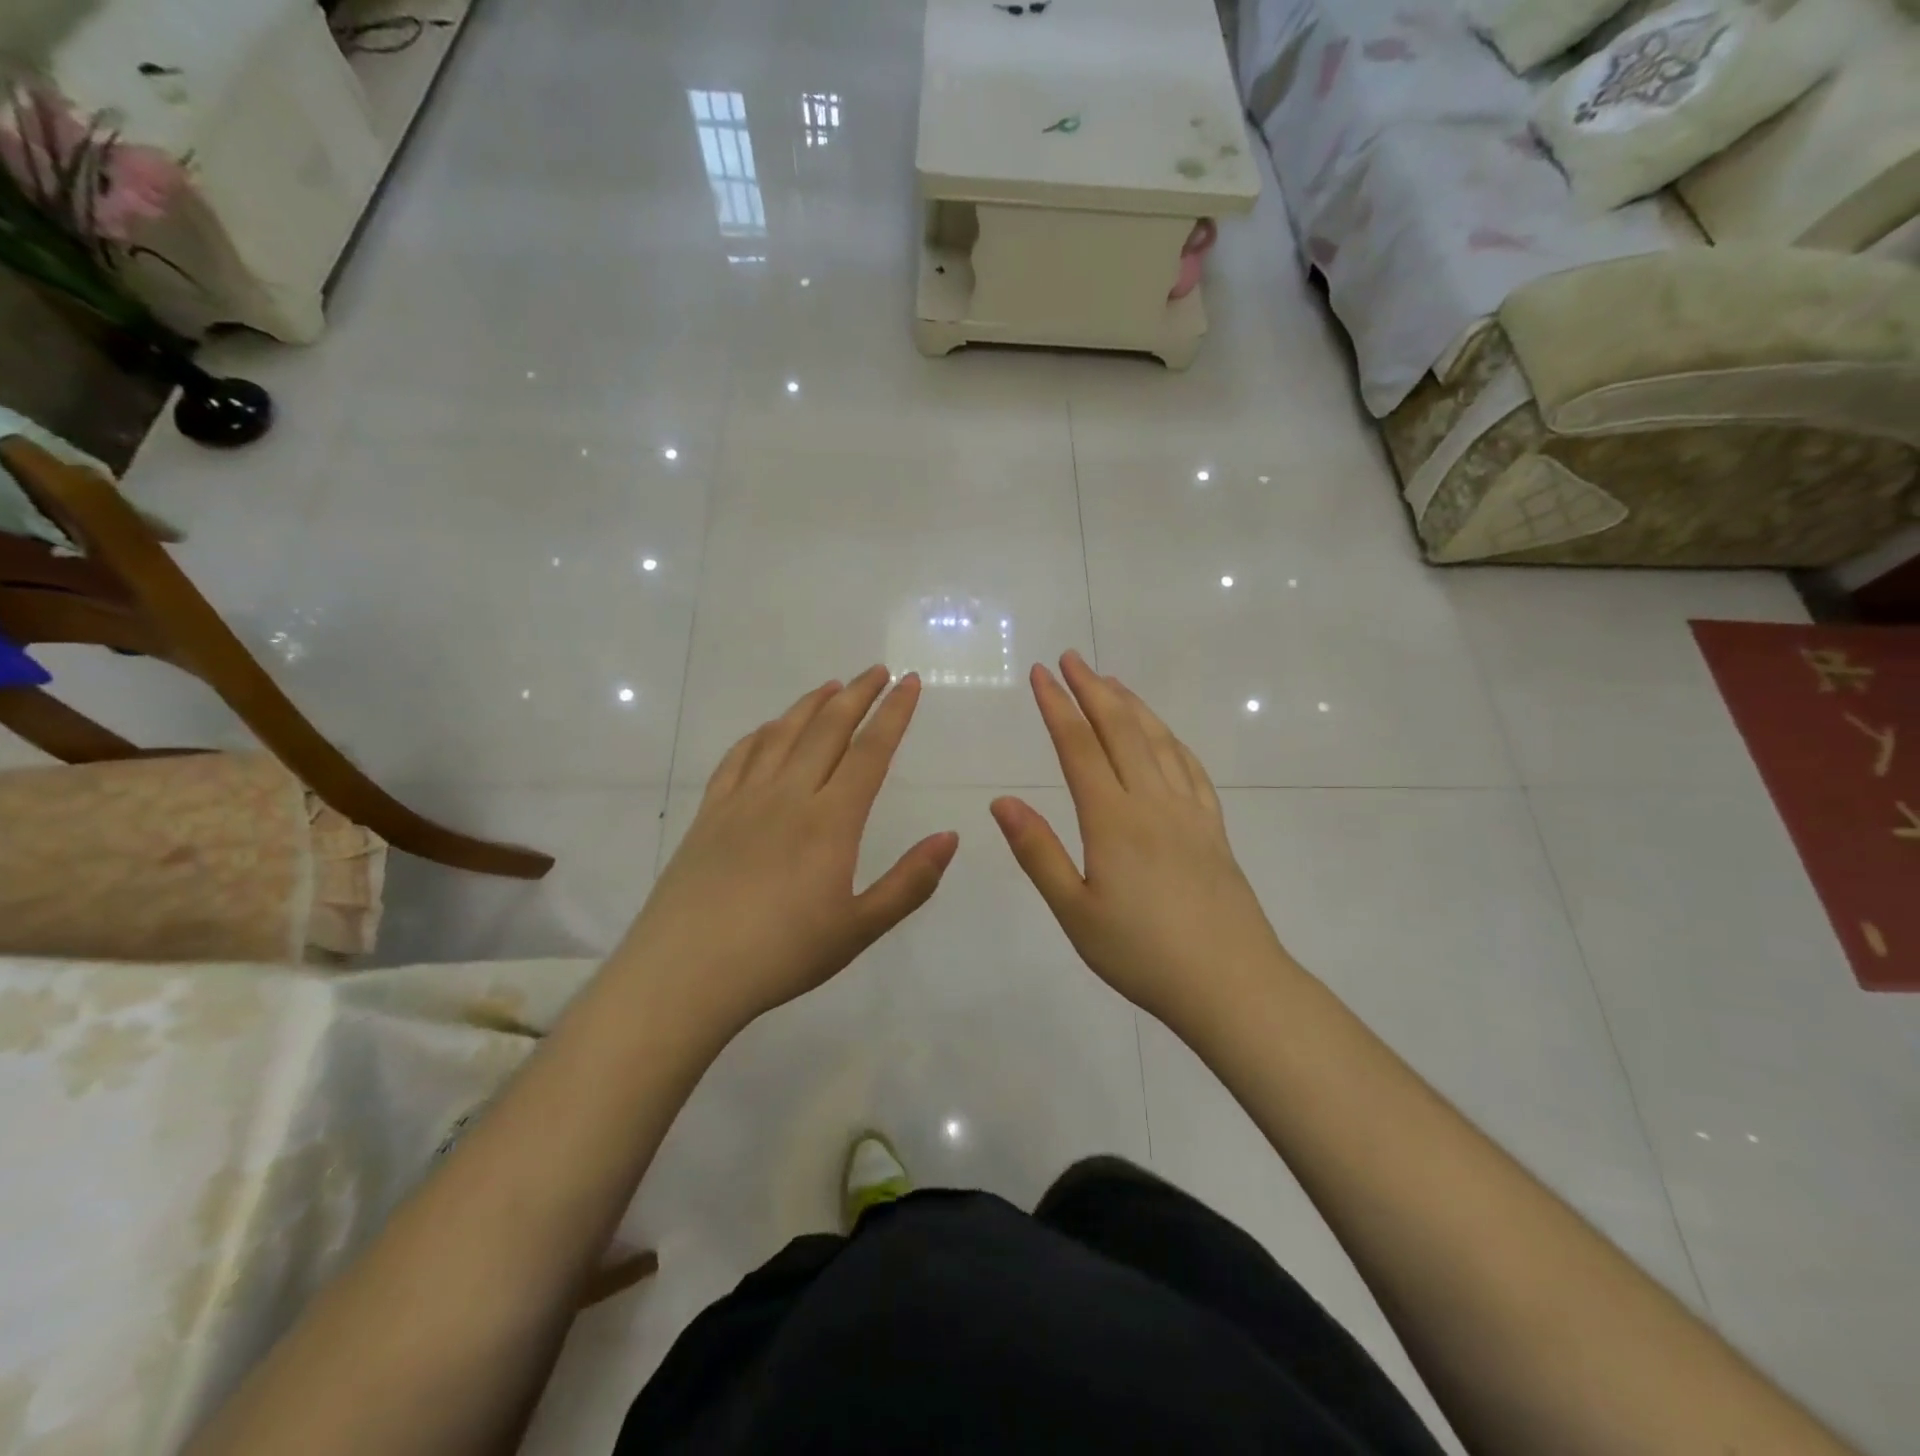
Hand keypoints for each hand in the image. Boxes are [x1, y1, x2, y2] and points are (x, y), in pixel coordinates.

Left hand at [615, 666, 957, 1035]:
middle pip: (828, 729)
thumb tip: (951, 836)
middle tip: (876, 671)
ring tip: (831, 686)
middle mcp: (789, 795)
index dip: (894, 713)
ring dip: (811, 705)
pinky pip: (738, 758)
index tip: (909, 683)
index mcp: (831, 820)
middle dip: (857, 694)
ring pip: (783, 734)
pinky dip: (760, 734)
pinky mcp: (709, 813)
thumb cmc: (782, 954)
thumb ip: (910, 882)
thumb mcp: (859, 928)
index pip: (870, 751)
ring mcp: (744, 800)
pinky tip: (769, 730)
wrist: (686, 972)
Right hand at [991, 651, 1290, 1034]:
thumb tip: (1001, 801)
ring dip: (1132, 706)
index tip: (1040, 674)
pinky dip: (1172, 740)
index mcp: (1113, 820)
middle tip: (1071, 658)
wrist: (1231, 984)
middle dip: (1092, 689)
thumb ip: (1037, 852)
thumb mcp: (1075, 912)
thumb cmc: (1142, 954)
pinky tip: (1165, 735)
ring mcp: (1189, 812)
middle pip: (1121, 730)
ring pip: (1158, 741)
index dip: (1057, 706)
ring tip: (1111, 682)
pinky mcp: (1214, 829)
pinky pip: (1191, 769)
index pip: (1078, 747)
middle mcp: (1152, 802)